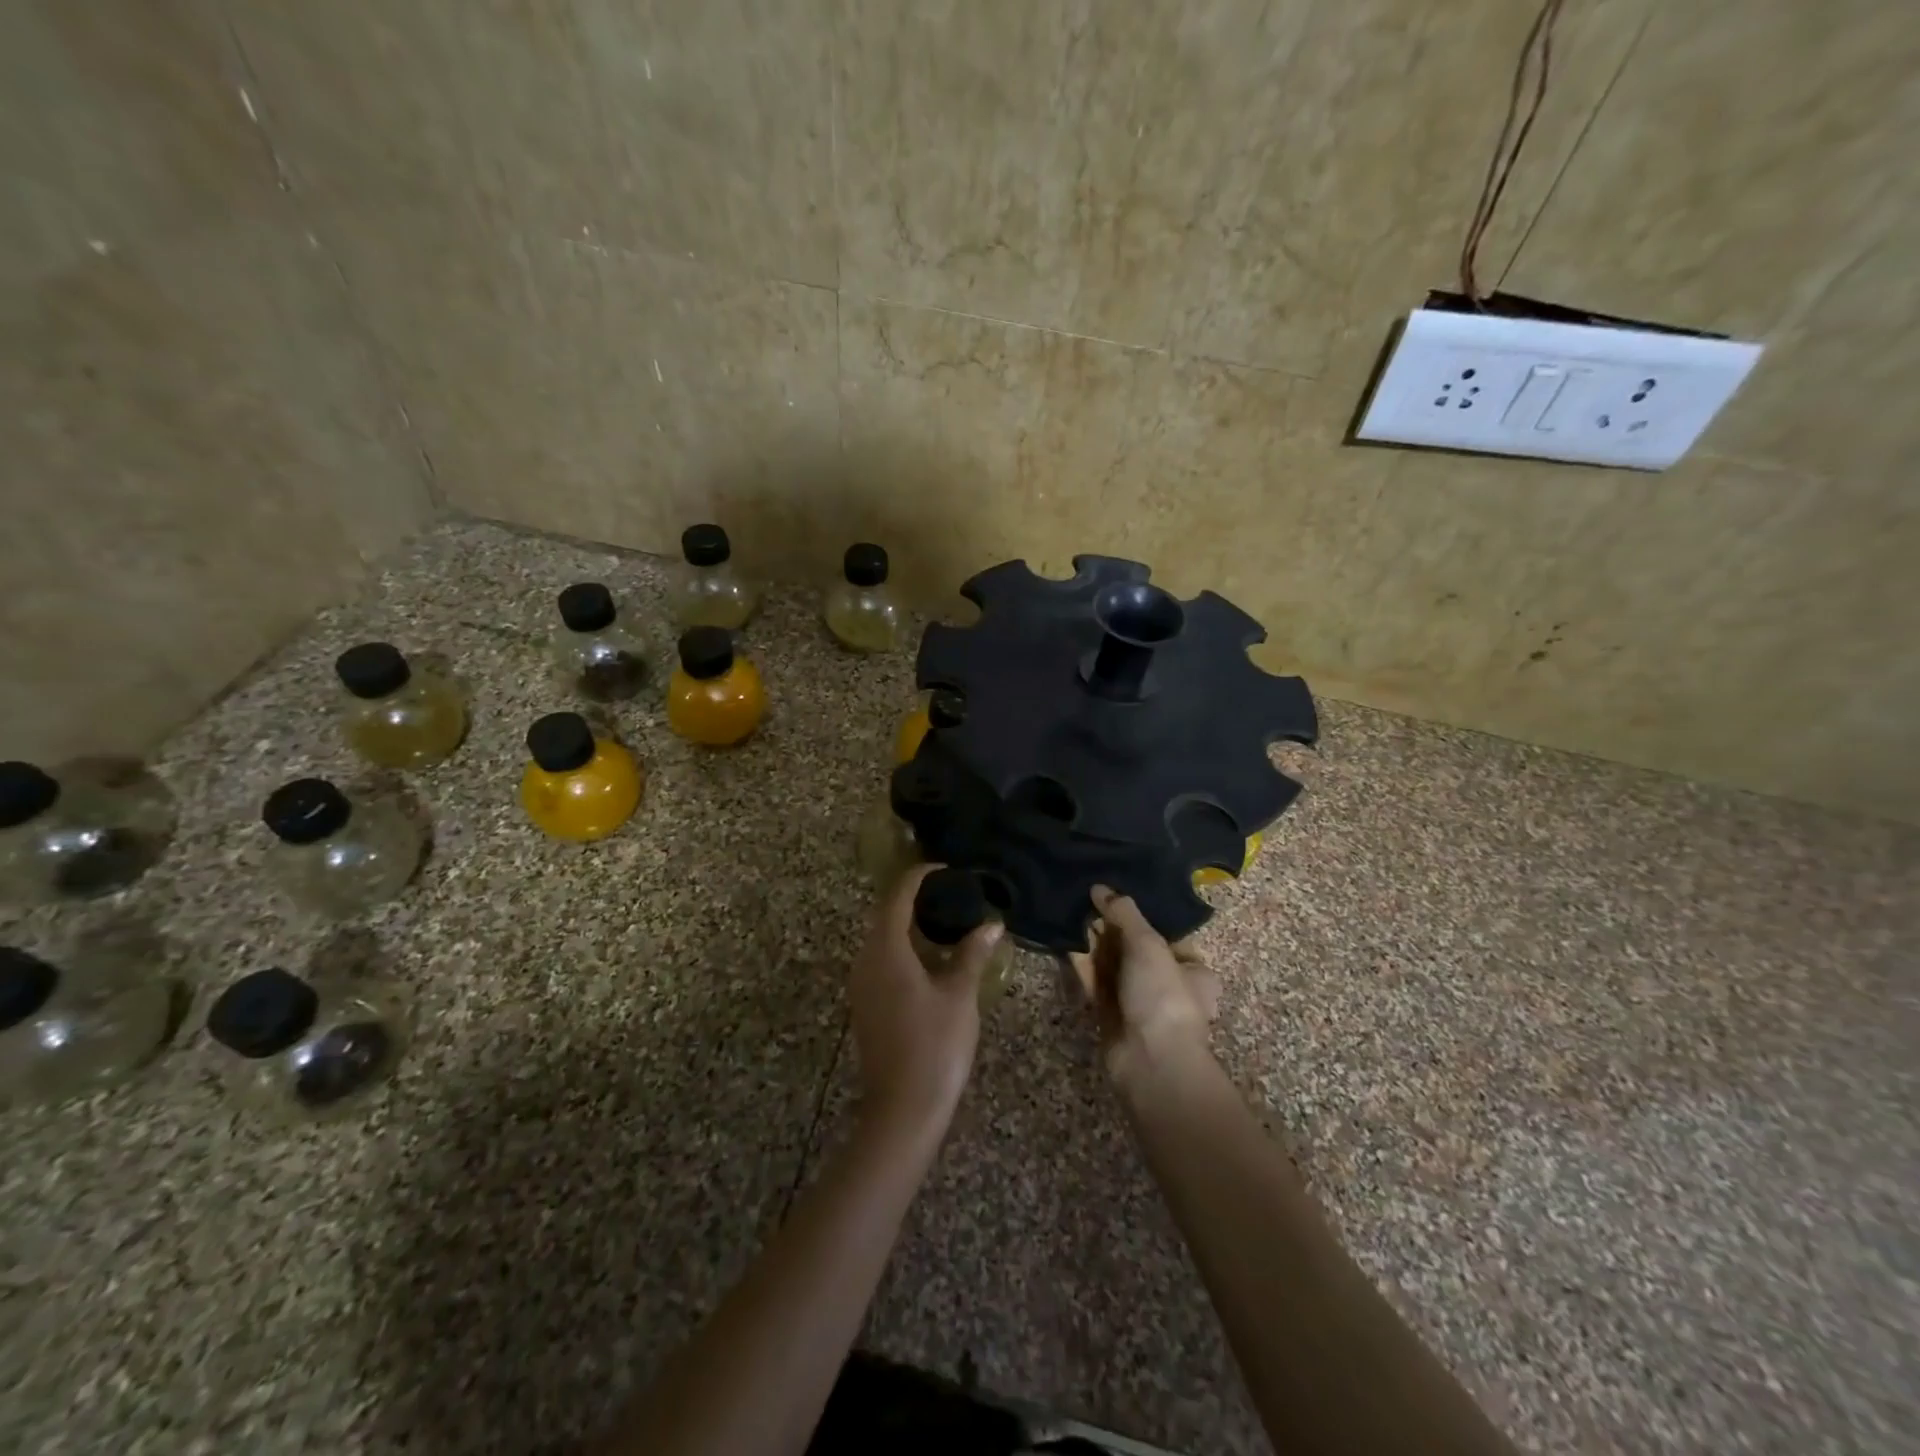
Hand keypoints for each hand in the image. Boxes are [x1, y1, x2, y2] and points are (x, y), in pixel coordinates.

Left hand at [849, 864, 1002, 1137]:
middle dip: (915, 900)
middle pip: (885, 915)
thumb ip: (972, 954)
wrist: (903, 1109)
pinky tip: (931, 960)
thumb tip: (991, 923)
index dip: (919, 876)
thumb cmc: (935, 1045)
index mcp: (886, 950)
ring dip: (909, 926)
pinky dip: (904, 950)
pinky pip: (882, 962)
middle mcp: (865, 960)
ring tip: (946, 922)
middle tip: (951, 893)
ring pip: (882, 940)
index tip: (945, 868)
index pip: (897, 896)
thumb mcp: (960, 995)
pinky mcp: (866, 1005)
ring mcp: (862, 985)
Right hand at [1069, 885, 1218, 1082]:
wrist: (1150, 1061)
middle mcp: (1167, 985)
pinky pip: (1095, 982)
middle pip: (1135, 948)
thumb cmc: (1163, 995)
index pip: (1167, 933)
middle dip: (1111, 927)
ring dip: (1094, 943)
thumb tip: (1100, 887)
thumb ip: (1124, 912)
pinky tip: (1066, 941)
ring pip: (1113, 965)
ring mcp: (1138, 1003)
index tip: (1115, 895)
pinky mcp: (1111, 1016)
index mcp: (1193, 969)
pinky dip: (1083, 964)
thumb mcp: (1149, 944)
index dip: (1142, 914)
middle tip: (1087, 899)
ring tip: (1071, 913)